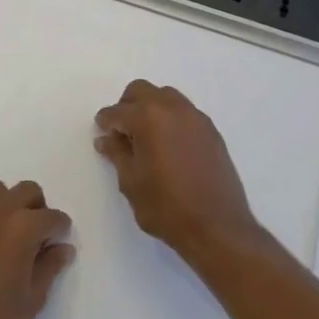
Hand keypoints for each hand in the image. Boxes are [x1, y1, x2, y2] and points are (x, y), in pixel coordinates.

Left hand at [0, 180, 74, 318]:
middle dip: (37, 210)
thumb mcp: (33, 299)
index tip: (58, 242)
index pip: (52, 217)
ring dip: (6, 205)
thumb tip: (62, 247)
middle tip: (35, 238)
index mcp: (22, 229)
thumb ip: (49, 266)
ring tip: (5, 234)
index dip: (59, 230)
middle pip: (26, 192)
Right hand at [94, 80, 259, 255]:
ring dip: (151, 109)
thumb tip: (106, 139)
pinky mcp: (211, 131)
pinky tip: (168, 146)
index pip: (117, 112)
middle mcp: (173, 108)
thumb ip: (117, 154)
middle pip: (141, 91)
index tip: (101, 133)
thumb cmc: (166, 207)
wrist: (217, 226)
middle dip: (126, 107)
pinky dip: (171, 119)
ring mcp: (196, 118)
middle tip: (122, 133)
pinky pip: (184, 112)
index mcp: (148, 118)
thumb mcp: (131, 182)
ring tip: (146, 139)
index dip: (105, 122)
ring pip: (166, 97)